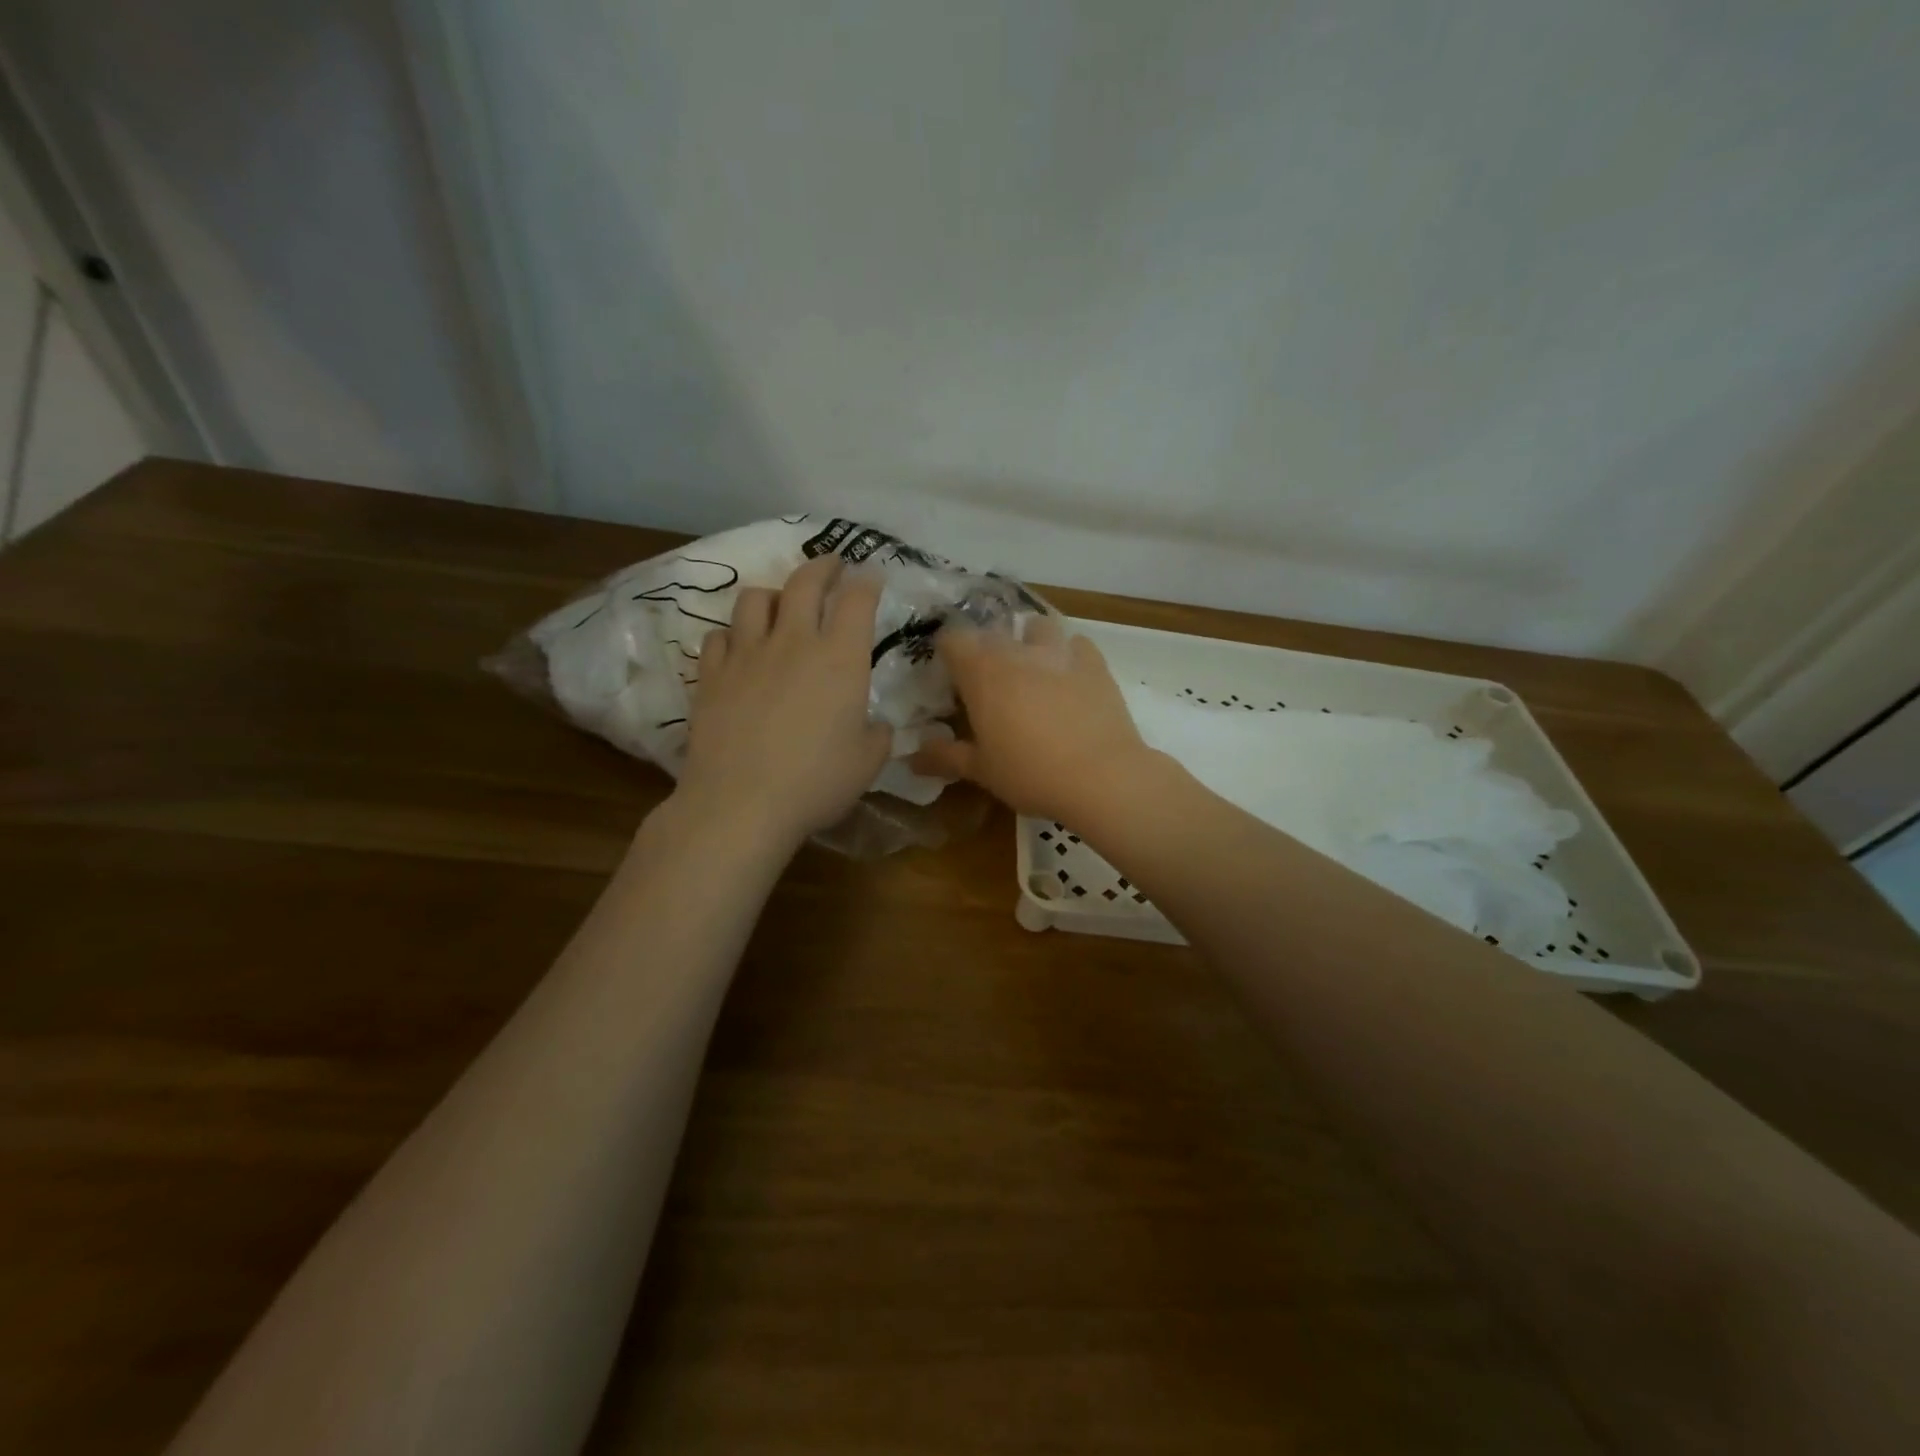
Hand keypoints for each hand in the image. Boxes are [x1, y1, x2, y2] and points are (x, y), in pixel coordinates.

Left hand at [676, 554, 892, 849]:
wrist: (741, 803)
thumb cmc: (817, 782)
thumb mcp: (868, 762)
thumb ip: (877, 735)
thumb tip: (874, 725)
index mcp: (840, 658)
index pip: (857, 599)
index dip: (867, 582)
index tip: (871, 576)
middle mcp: (793, 642)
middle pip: (804, 582)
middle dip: (822, 566)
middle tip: (831, 566)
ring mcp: (746, 654)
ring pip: (754, 599)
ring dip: (772, 594)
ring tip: (779, 604)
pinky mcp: (711, 675)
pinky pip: (719, 635)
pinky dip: (733, 634)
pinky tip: (739, 648)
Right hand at [910, 615, 1158, 824]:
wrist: (1102, 777)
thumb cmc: (1030, 772)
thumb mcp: (981, 770)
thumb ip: (944, 757)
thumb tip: (911, 758)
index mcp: (982, 670)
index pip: (952, 638)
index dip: (946, 653)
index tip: (948, 677)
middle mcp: (1018, 650)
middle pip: (993, 631)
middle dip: (985, 649)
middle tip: (986, 682)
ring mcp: (1060, 652)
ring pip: (1037, 626)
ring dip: (1028, 640)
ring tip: (1030, 668)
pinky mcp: (1095, 663)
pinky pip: (1076, 644)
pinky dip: (1067, 654)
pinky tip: (1068, 677)